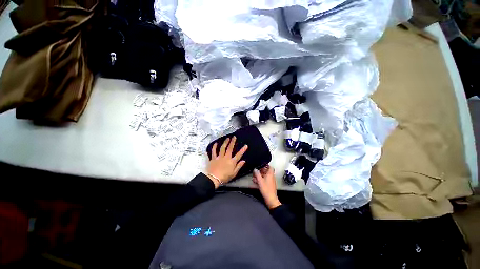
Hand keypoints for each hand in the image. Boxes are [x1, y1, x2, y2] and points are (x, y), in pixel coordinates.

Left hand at [206, 136, 247, 188]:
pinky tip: (216, 143)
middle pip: (230, 148)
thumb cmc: (225, 177)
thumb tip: (244, 161)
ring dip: (225, 142)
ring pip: (222, 148)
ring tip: (227, 138)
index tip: (246, 145)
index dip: (243, 150)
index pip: (239, 155)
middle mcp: (226, 157)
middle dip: (232, 142)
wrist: (214, 179)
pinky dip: (214, 147)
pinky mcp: (213, 158)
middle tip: (234, 137)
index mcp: (232, 162)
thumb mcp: (234, 173)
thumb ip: (239, 166)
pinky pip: (213, 151)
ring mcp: (219, 157)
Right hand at [253, 165, 281, 209]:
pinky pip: (264, 180)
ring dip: (259, 176)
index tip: (261, 164)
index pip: (270, 167)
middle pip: (266, 171)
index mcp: (270, 174)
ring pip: (265, 176)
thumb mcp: (260, 180)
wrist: (270, 199)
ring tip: (254, 177)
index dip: (266, 165)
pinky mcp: (269, 185)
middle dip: (261, 171)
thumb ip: (257, 174)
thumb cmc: (266, 189)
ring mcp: (270, 181)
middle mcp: (271, 177)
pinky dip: (260, 180)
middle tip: (255, 171)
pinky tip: (255, 182)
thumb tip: (255, 169)